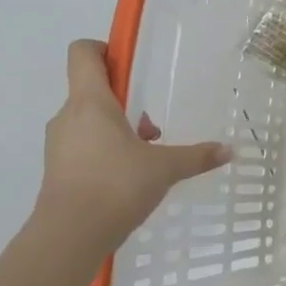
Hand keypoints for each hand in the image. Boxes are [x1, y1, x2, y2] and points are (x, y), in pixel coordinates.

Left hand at [35, 40, 230, 256]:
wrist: (69, 237)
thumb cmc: (116, 186)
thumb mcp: (165, 168)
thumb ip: (197, 156)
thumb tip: (229, 150)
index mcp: (90, 102)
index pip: (83, 53)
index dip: (105, 49)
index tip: (131, 66)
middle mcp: (68, 116)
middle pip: (92, 89)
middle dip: (125, 101)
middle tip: (152, 124)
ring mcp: (58, 144)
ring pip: (89, 120)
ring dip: (116, 128)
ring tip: (146, 154)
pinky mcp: (57, 170)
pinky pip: (83, 145)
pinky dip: (105, 150)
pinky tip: (129, 176)